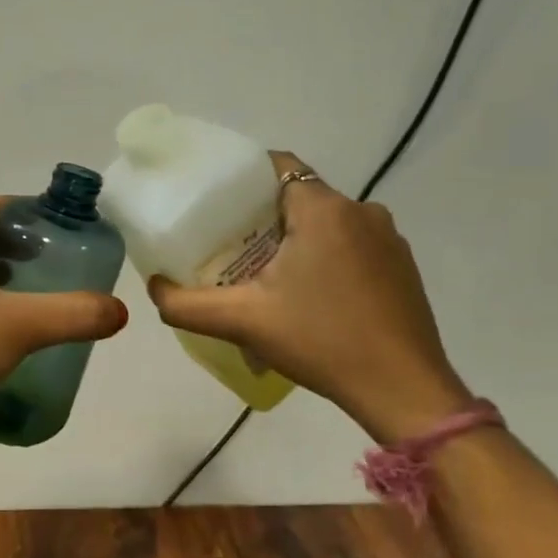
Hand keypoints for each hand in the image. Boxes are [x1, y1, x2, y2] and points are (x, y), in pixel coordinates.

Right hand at [146, 152, 468, 444]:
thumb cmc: (321, 341)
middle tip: (229, 246)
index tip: (215, 206)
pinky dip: (325, 257)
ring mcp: (389, 239)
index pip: (276, 166)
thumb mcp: (242, 321)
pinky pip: (352, 245)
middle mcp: (361, 211)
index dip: (241, 180)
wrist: (404, 391)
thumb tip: (153, 287)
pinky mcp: (402, 267)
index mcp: (323, 209)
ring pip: (326, 222)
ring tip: (266, 274)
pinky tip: (310, 296)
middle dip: (262, 216)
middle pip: (298, 196)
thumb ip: (185, 304)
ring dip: (296, 238)